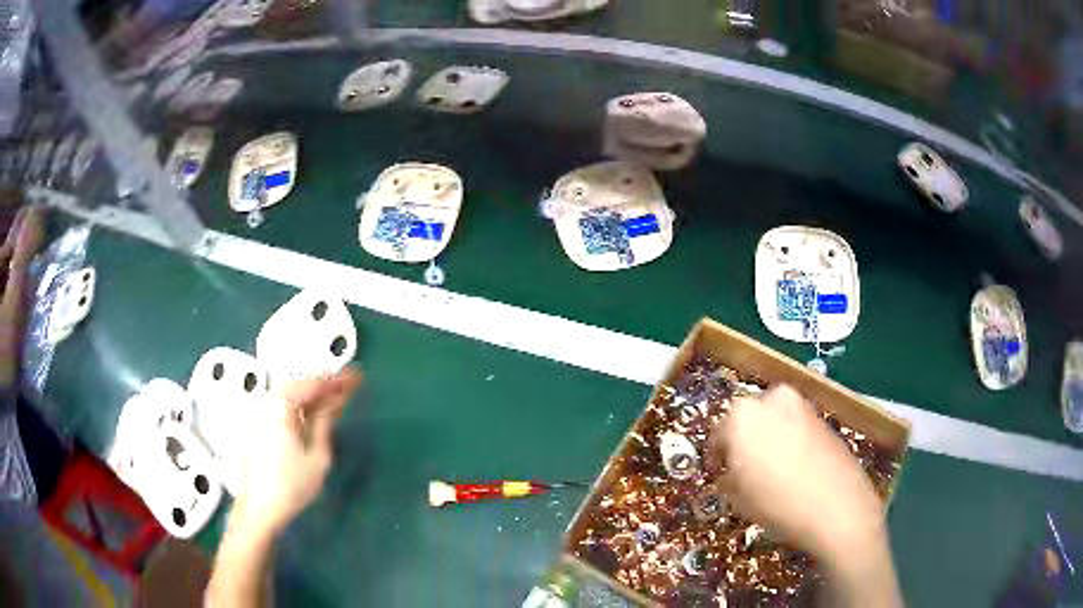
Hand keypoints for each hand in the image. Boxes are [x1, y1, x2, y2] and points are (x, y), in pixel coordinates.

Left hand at [234, 367, 362, 534]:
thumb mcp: (318, 457)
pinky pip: (283, 405)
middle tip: (347, 385)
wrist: (261, 508)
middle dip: (323, 384)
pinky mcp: (259, 426)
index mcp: (281, 406)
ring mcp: (261, 414)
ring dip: (312, 393)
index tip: (355, 377)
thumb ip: (324, 424)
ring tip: (334, 397)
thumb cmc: (292, 485)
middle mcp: (268, 403)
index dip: (335, 380)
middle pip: (299, 384)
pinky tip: (313, 411)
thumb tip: (333, 404)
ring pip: (290, 393)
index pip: (312, 384)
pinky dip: (301, 404)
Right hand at [708, 385, 885, 562]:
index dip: (715, 457)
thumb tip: (730, 472)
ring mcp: (802, 405)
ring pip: (774, 420)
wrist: (838, 506)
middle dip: (744, 440)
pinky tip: (795, 469)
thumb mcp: (737, 498)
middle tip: (743, 469)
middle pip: (748, 419)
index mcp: (742, 415)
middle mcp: (771, 399)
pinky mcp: (824, 417)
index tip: (717, 474)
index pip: (717, 433)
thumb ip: (727, 477)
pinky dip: (791, 441)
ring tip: (771, 470)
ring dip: (768, 438)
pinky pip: (796, 427)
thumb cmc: (777, 503)